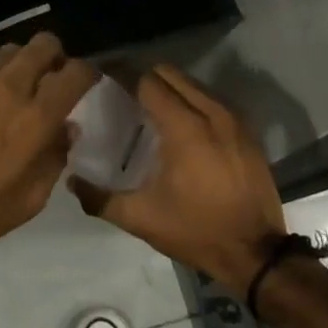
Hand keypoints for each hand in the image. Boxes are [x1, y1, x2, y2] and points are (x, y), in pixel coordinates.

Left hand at [0, 32, 96, 265]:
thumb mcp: (29, 200)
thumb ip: (54, 158)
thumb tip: (66, 128)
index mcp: (36, 118)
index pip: (75, 73)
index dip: (87, 73)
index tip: (86, 82)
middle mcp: (9, 88)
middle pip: (43, 44)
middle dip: (55, 55)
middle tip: (52, 77)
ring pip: (10, 50)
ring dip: (22, 63)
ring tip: (18, 86)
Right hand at [69, 64, 286, 292]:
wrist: (257, 253)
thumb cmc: (196, 231)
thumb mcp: (142, 218)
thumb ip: (100, 198)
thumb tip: (71, 181)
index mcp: (184, 127)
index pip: (147, 82)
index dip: (122, 75)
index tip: (103, 77)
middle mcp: (211, 112)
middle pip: (170, 74)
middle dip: (144, 76)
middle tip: (123, 93)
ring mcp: (234, 119)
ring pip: (193, 83)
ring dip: (169, 87)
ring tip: (148, 106)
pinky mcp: (247, 130)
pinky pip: (212, 99)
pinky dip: (191, 100)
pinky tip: (180, 122)